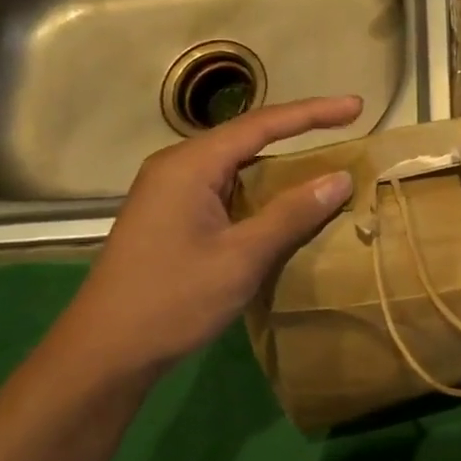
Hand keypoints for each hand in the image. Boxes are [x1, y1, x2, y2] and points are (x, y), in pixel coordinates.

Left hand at [39, 96, 361, 385]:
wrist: (104, 354)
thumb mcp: (242, 257)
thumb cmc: (173, 300)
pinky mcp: (170, 216)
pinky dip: (260, 190)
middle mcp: (177, 167)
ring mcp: (170, 191)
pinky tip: (283, 204)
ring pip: (237, 165)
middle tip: (347, 132)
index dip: (314, 113)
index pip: (263, 124)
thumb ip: (292, 213)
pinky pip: (225, 188)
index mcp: (190, 165)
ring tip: (325, 166)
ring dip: (280, 166)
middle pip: (248, 138)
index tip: (356, 106)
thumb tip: (341, 178)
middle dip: (299, 134)